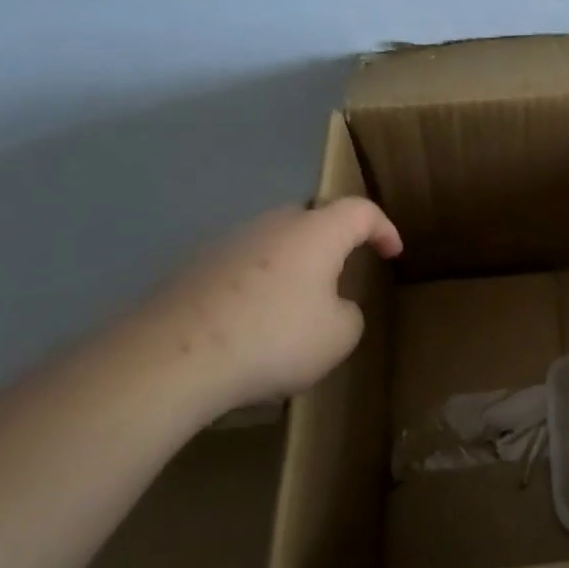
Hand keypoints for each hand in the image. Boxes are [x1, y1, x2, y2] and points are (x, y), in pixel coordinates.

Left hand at [143, 198, 401, 410]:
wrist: (175, 356)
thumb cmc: (274, 337)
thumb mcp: (339, 336)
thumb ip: (349, 314)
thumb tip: (331, 306)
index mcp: (317, 232)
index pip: (361, 211)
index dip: (383, 228)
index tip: (393, 252)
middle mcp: (274, 224)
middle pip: (312, 219)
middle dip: (331, 242)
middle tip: (340, 273)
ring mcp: (230, 242)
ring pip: (273, 243)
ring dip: (291, 266)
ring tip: (294, 305)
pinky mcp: (195, 267)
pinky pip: (241, 268)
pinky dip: (256, 286)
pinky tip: (251, 323)